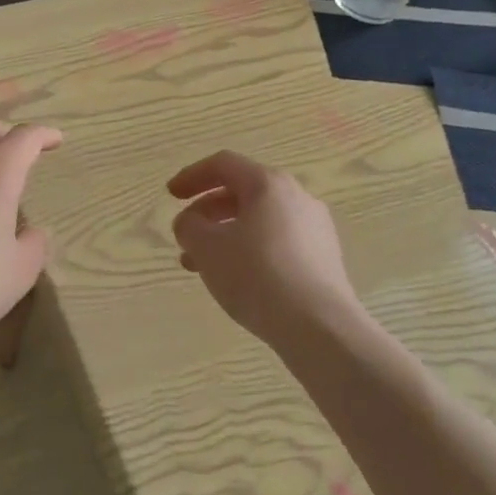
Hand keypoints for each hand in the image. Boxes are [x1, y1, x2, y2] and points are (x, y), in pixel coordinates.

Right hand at [168, 150, 362, 350]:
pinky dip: (250, 251)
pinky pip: (278, 243)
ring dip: (226, 235)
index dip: (192, 176)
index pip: (223, 164)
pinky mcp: (324, 259)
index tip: (171, 196)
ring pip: (259, 221)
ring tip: (202, 266)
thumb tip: (190, 223)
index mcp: (269, 184)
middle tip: (186, 235)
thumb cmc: (258, 276)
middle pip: (243, 192)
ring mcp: (315, 228)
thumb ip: (189, 227)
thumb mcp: (207, 248)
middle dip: (208, 212)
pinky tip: (237, 281)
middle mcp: (297, 196)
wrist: (321, 330)